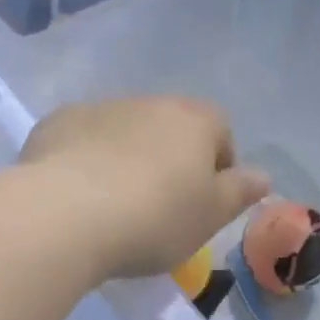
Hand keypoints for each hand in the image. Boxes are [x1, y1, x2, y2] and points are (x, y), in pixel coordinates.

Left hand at [21, 97, 269, 278]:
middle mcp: (149, 102)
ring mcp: (99, 108)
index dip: (217, 168)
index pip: (221, 132)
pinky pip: (81, 141)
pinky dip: (84, 160)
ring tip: (111, 205)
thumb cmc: (153, 218)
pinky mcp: (56, 123)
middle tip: (157, 209)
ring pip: (123, 132)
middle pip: (169, 129)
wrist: (65, 215)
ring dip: (125, 158)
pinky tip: (75, 196)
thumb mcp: (209, 216)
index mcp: (195, 119)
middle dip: (168, 161)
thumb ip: (239, 192)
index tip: (202, 204)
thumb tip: (264, 175)